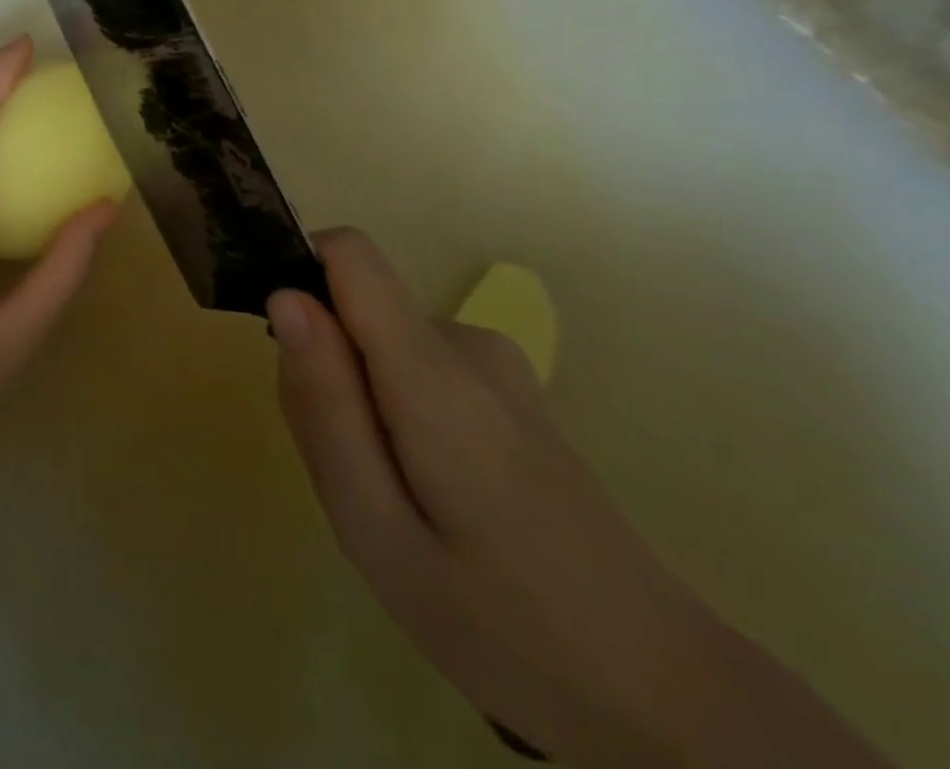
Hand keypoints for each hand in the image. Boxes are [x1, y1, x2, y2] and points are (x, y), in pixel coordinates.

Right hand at [268, 230, 794, 767]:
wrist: (664, 695)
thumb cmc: (501, 625)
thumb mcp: (373, 526)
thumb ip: (323, 403)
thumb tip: (286, 296)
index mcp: (433, 370)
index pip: (349, 252)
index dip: (301, 277)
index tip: (288, 355)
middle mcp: (468, 343)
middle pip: (355, 310)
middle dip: (327, 373)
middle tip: (349, 475)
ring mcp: (498, 365)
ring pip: (379, 344)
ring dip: (359, 402)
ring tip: (391, 499)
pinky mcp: (510, 390)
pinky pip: (414, 366)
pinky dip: (394, 413)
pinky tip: (430, 496)